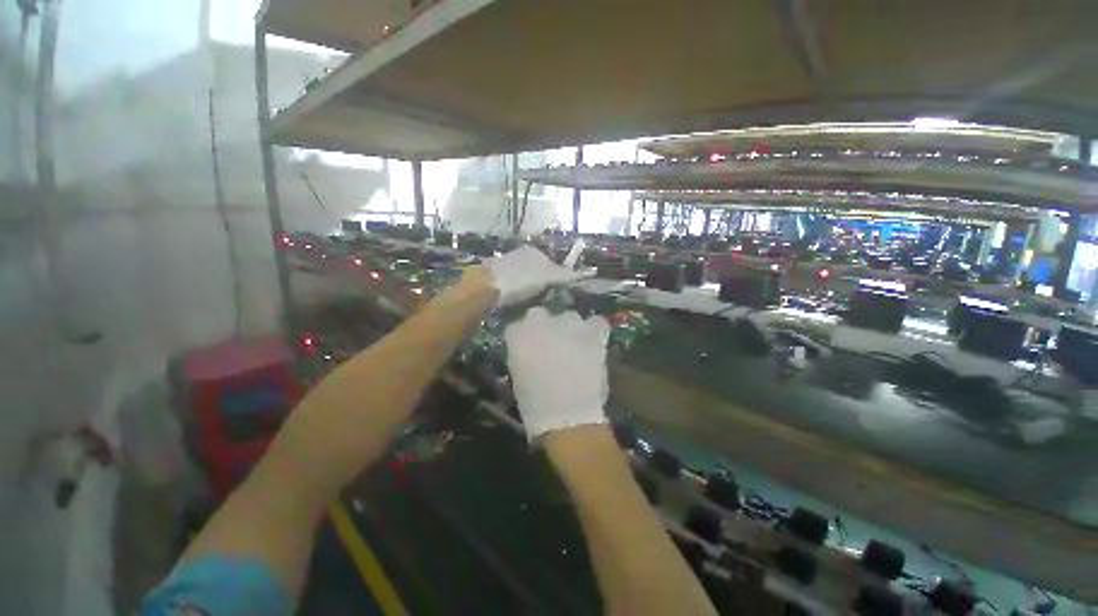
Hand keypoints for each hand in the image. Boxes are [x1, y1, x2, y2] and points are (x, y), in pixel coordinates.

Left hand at [484, 244, 586, 306]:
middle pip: (539, 273)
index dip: (560, 279)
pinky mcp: (497, 279)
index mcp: (532, 251)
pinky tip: (520, 305)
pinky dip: (519, 296)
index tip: (562, 294)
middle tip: (549, 302)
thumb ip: (566, 274)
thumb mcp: (547, 276)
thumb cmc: (519, 279)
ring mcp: (507, 266)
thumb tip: (590, 272)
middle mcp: (520, 256)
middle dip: (546, 287)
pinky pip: (515, 288)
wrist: (485, 288)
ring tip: (535, 306)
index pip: (553, 264)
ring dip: (533, 293)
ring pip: (527, 281)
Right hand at [504, 307, 609, 439]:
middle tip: (551, 344)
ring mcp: (568, 324)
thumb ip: (523, 353)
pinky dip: (595, 330)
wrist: (567, 417)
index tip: (528, 347)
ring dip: (569, 328)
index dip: (524, 336)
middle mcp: (542, 322)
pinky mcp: (592, 333)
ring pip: (568, 317)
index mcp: (519, 335)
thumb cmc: (535, 404)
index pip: (516, 326)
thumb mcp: (518, 376)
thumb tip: (530, 347)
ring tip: (575, 344)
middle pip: (540, 315)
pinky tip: (594, 341)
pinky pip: (596, 322)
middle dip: (544, 326)